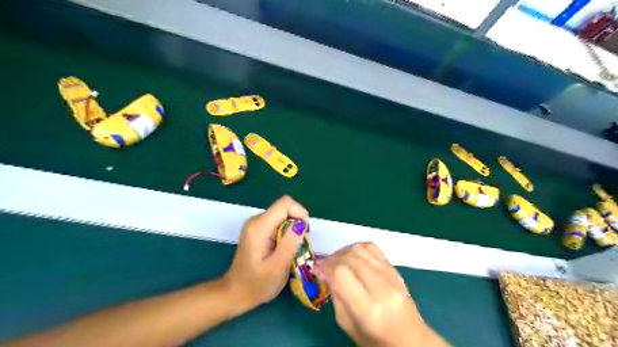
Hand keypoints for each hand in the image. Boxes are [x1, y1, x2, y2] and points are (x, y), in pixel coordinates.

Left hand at [223, 195, 308, 313]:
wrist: (235, 294)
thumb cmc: (256, 285)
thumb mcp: (278, 267)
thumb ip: (290, 243)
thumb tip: (302, 223)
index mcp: (259, 227)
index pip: (285, 203)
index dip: (300, 214)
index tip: (304, 233)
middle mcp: (257, 220)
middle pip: (285, 208)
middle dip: (297, 224)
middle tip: (298, 246)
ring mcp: (256, 224)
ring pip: (283, 215)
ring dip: (293, 230)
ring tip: (291, 250)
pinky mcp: (258, 230)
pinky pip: (278, 223)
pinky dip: (286, 233)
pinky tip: (283, 249)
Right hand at [314, 243, 448, 345]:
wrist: (411, 339)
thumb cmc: (375, 340)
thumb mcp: (347, 325)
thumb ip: (336, 296)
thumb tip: (324, 271)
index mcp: (368, 310)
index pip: (341, 274)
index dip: (325, 267)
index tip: (315, 269)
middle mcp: (382, 289)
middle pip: (350, 258)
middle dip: (331, 258)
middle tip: (322, 264)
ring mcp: (391, 276)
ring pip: (361, 249)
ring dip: (343, 251)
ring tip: (335, 260)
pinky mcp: (395, 269)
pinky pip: (373, 248)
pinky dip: (357, 248)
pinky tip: (351, 256)